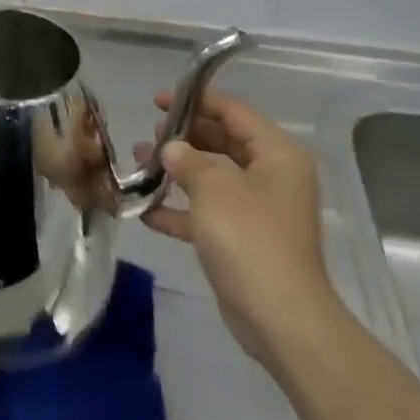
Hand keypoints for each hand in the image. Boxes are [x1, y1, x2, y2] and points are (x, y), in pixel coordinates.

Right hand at [135, 89, 338, 369]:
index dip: (196, 101)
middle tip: (149, 134)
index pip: (234, 111)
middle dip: (184, 137)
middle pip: (223, 141)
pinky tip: (145, 209)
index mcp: (276, 154)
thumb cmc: (250, 238)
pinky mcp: (243, 241)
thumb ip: (188, 159)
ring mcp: (258, 211)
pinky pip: (207, 213)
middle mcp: (271, 176)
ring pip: (213, 177)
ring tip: (139, 164)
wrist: (280, 318)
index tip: (158, 101)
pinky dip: (180, 209)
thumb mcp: (213, 187)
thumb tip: (171, 149)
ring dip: (177, 171)